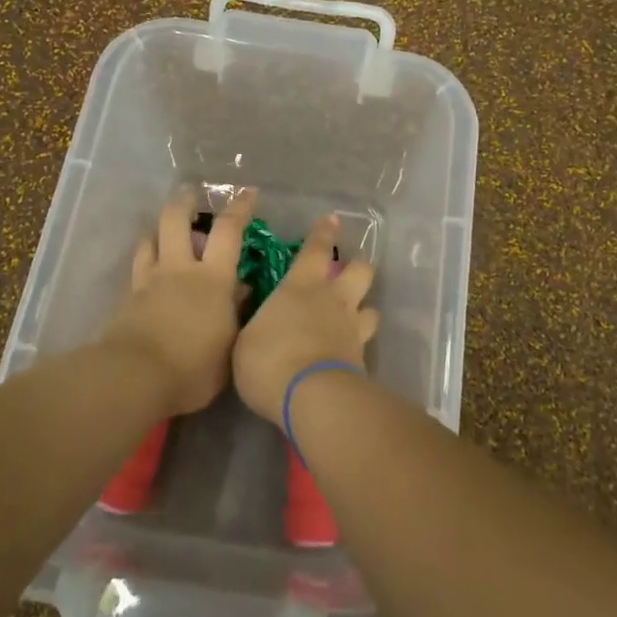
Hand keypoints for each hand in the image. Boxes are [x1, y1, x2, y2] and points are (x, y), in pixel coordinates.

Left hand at [107, 188, 256, 415]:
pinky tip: (148, 268)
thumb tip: (242, 291)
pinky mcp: (127, 298)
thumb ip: (236, 315)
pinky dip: (144, 259)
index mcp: (212, 278)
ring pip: (150, 239)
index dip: (240, 208)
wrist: (135, 378)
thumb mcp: (230, 347)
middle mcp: (179, 269)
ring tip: (164, 228)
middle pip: (177, 220)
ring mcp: (149, 281)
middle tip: (192, 194)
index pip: (228, 231)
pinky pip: (136, 267)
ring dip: (158, 229)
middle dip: (185, 202)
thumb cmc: (193, 368)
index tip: (248, 192)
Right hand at [233, 213, 379, 425]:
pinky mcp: (362, 359)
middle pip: (359, 271)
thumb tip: (261, 320)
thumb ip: (257, 325)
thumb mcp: (245, 339)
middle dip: (358, 265)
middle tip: (352, 267)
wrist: (312, 397)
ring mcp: (352, 329)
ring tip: (358, 313)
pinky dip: (361, 342)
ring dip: (365, 307)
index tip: (332, 219)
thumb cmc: (269, 360)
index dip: (323, 233)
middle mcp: (333, 300)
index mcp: (301, 286)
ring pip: (371, 307)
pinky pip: (366, 342)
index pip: (316, 250)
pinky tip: (352, 350)